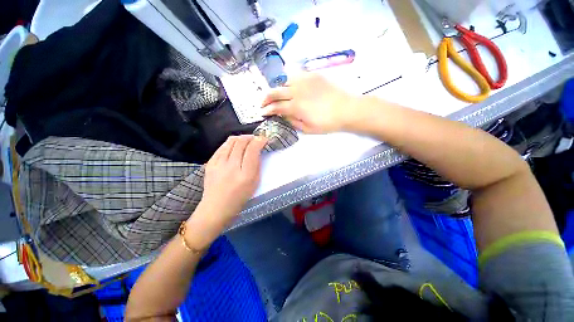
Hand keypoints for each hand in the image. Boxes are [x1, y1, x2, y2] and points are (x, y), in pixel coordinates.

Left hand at [195, 135, 266, 227]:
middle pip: (241, 143)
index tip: (264, 139)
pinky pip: (221, 147)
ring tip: (246, 140)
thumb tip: (257, 151)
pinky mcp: (210, 163)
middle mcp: (232, 167)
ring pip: (230, 142)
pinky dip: (230, 143)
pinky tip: (234, 145)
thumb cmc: (239, 198)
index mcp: (245, 175)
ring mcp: (219, 164)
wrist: (216, 207)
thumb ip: (256, 166)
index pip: (252, 150)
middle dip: (250, 137)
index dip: (259, 141)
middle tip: (255, 138)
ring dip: (240, 138)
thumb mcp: (254, 184)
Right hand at [261, 73, 358, 133]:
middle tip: (263, 103)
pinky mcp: (313, 75)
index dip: (267, 110)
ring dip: (277, 88)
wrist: (346, 109)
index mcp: (296, 106)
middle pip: (275, 91)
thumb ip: (293, 121)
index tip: (262, 112)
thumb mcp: (308, 129)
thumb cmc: (327, 123)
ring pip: (284, 80)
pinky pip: (296, 75)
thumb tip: (283, 115)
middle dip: (266, 98)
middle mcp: (297, 91)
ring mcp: (305, 80)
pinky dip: (290, 81)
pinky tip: (291, 86)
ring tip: (277, 95)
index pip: (276, 107)